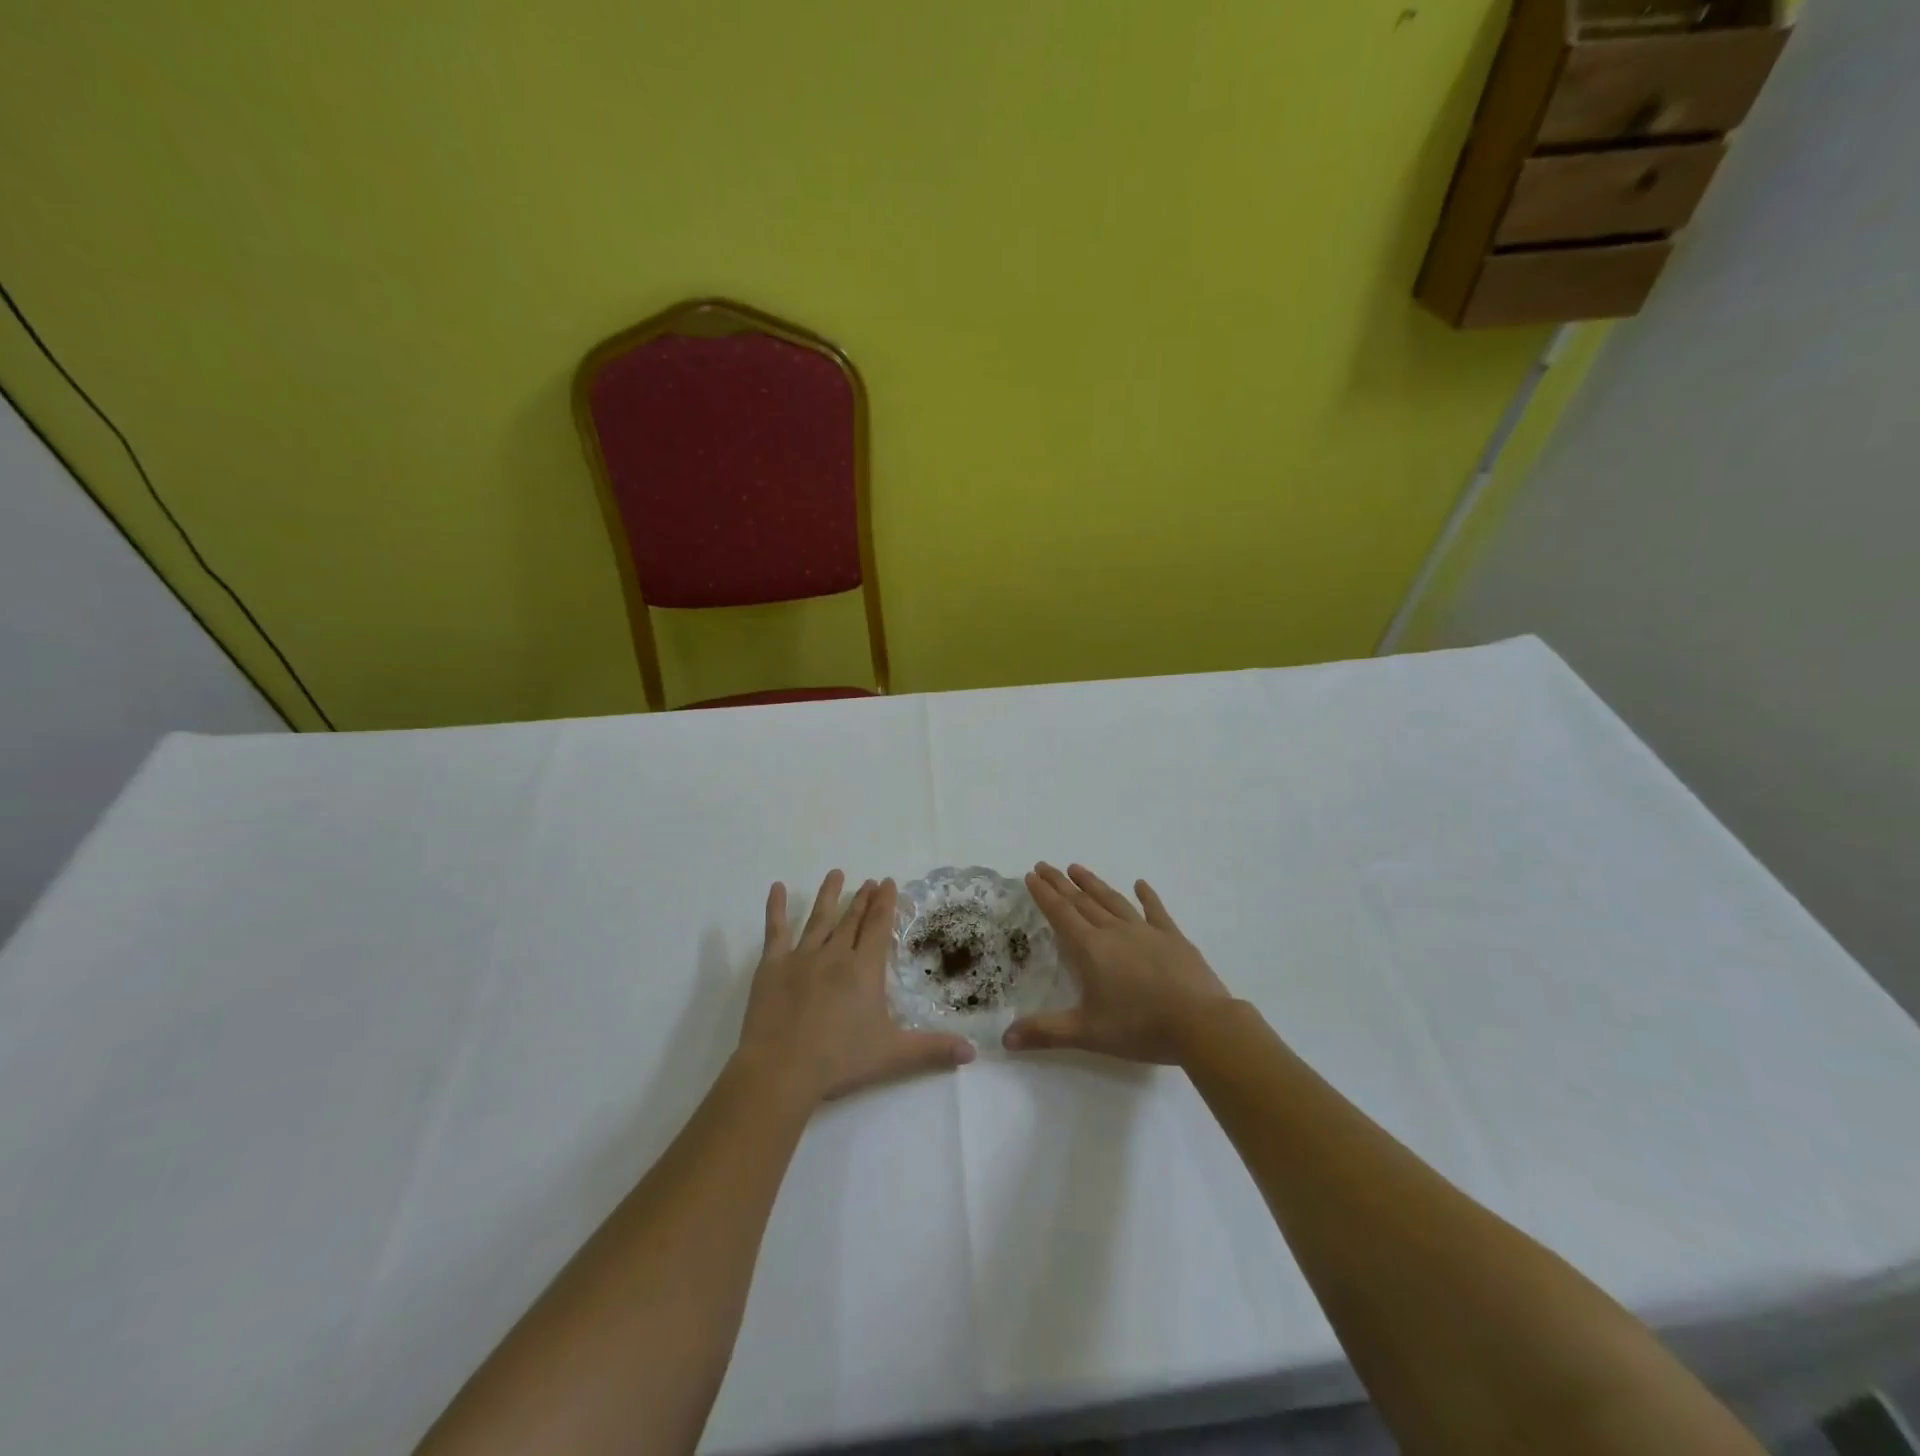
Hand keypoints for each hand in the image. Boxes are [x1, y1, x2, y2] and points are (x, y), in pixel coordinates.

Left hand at [737, 871, 974, 1103]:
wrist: (781, 1069)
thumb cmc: (840, 1060)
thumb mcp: (893, 1056)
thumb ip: (932, 1050)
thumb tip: (971, 1051)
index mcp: (864, 969)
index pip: (878, 926)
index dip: (885, 903)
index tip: (888, 882)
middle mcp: (835, 954)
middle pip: (852, 919)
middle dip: (863, 899)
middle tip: (870, 881)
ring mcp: (801, 957)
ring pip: (819, 918)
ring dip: (829, 895)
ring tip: (836, 874)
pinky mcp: (772, 966)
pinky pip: (775, 930)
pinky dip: (775, 908)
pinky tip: (777, 888)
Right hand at [1004, 863, 1230, 1064]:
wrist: (1200, 1023)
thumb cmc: (1140, 1027)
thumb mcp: (1087, 1033)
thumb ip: (1045, 1032)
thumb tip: (1005, 1038)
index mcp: (1091, 949)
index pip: (1061, 914)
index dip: (1044, 894)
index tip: (1031, 875)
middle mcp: (1114, 932)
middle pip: (1082, 901)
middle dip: (1061, 883)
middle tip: (1045, 865)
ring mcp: (1146, 931)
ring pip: (1113, 900)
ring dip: (1093, 884)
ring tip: (1077, 868)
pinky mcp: (1173, 938)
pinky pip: (1155, 911)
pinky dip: (1146, 896)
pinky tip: (1140, 884)